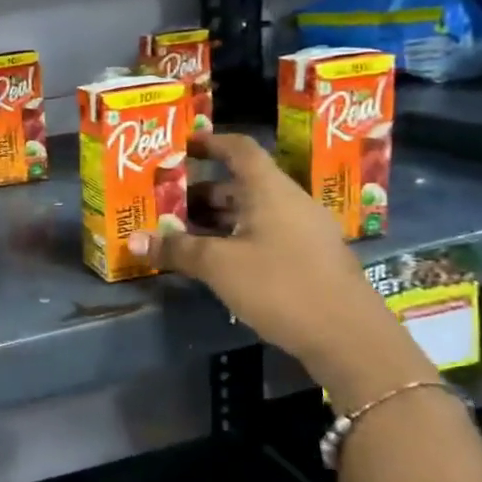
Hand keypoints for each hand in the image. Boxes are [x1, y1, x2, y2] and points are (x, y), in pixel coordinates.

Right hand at [127, 133, 431, 404]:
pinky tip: (213, 262)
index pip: (239, 150)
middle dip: (201, 192)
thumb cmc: (280, 286)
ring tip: (180, 234)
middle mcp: (290, 203)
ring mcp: (304, 232)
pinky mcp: (309, 260)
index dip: (210, 143)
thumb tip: (132, 240)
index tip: (182, 146)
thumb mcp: (219, 266)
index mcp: (271, 190)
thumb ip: (176, 249)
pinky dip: (235, 239)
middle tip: (165, 204)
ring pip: (252, 213)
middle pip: (242, 184)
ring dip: (216, 220)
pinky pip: (264, 235)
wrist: (350, 338)